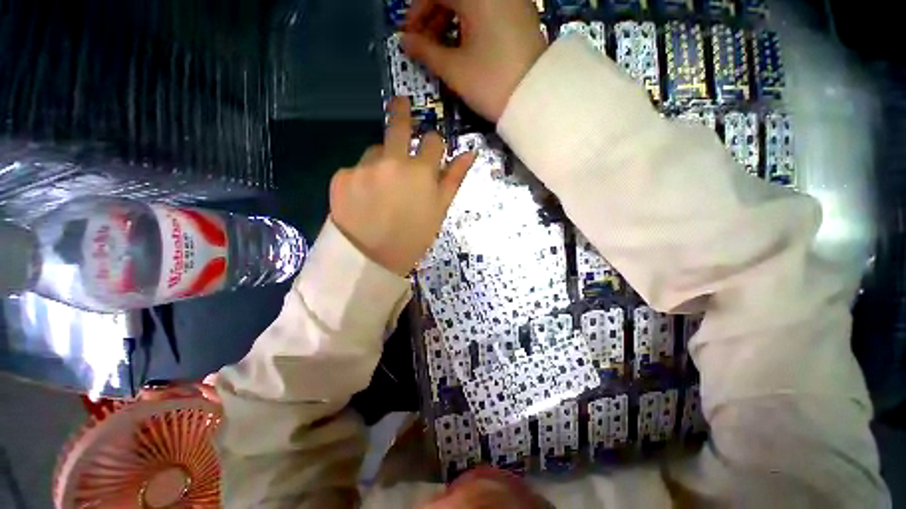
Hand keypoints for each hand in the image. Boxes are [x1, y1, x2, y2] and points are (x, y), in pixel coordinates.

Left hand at [329, 98, 475, 276]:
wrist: (372, 260)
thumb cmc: (413, 238)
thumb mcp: (439, 211)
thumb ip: (454, 179)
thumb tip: (470, 153)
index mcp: (421, 172)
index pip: (433, 141)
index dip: (434, 144)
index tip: (432, 149)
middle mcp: (392, 161)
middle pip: (399, 125)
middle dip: (402, 112)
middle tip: (401, 103)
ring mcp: (364, 167)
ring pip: (375, 150)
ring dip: (381, 159)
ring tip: (381, 186)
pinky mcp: (342, 176)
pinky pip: (356, 168)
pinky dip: (361, 177)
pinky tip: (363, 198)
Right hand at [403, 0, 546, 122]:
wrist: (536, 99)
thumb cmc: (491, 83)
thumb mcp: (455, 70)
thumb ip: (426, 52)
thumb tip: (405, 42)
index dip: (416, 12)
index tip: (410, 36)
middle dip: (433, 16)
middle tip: (425, 44)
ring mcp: (510, 0)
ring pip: (470, 1)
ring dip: (450, 19)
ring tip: (443, 48)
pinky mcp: (519, 13)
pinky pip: (487, 9)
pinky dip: (470, 22)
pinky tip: (465, 44)